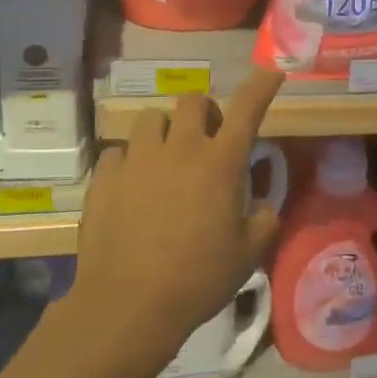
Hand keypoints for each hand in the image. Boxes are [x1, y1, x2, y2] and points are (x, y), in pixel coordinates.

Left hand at [74, 69, 283, 370]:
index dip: (262, 86)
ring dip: (164, 132)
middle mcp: (179, 149)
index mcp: (221, 162)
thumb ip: (264, 219)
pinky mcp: (104, 177)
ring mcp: (138, 159)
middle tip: (206, 141)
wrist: (129, 304)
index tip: (272, 73)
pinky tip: (132, 187)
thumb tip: (262, 204)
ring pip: (150, 119)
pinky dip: (130, 162)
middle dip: (203, 113)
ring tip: (165, 160)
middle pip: (191, 101)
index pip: (247, 108)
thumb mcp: (248, 253)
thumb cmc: (199, 278)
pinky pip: (118, 152)